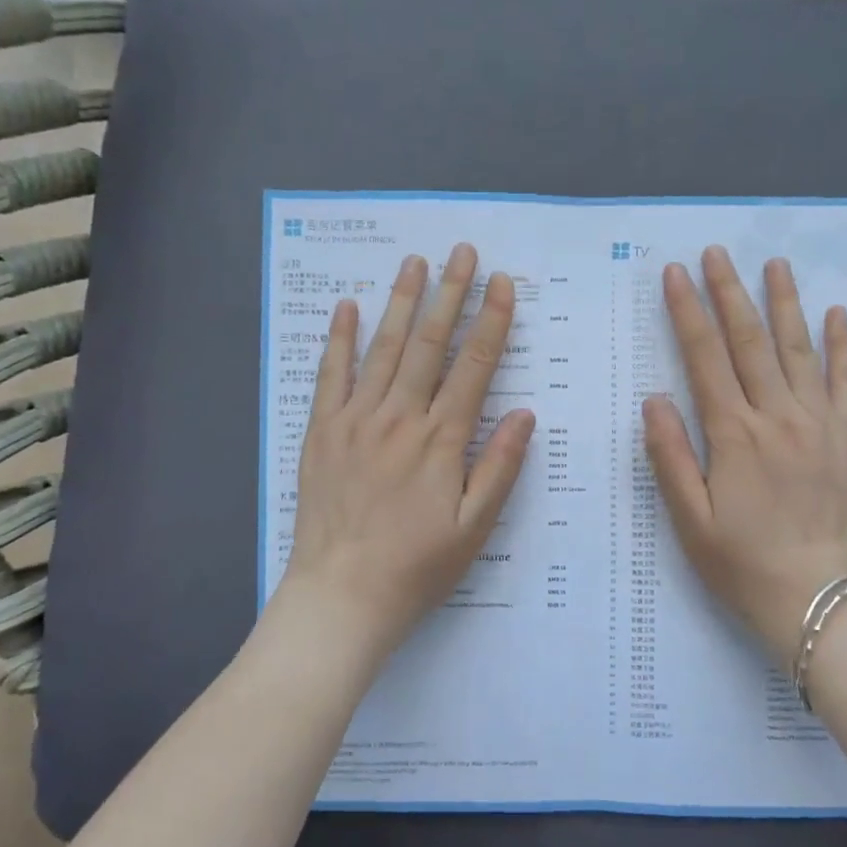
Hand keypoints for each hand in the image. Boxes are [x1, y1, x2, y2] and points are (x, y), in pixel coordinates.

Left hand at [282, 243, 535, 669]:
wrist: (343, 595)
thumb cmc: (418, 566)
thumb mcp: (475, 526)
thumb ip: (499, 466)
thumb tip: (524, 412)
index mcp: (441, 440)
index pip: (474, 367)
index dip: (491, 322)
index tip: (502, 283)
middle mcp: (400, 418)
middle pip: (430, 345)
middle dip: (450, 294)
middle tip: (463, 251)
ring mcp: (356, 421)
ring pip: (383, 349)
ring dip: (401, 303)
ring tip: (415, 263)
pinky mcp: (322, 432)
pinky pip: (331, 376)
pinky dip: (339, 339)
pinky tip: (347, 307)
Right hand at [645, 246, 846, 661]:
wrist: (818, 598)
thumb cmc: (743, 563)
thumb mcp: (689, 520)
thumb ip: (670, 456)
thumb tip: (655, 399)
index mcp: (733, 435)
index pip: (705, 358)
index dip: (688, 312)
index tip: (675, 274)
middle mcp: (777, 416)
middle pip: (750, 342)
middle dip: (729, 293)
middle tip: (716, 253)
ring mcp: (820, 423)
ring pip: (799, 350)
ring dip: (784, 303)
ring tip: (774, 265)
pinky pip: (846, 381)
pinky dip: (841, 345)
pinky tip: (835, 314)